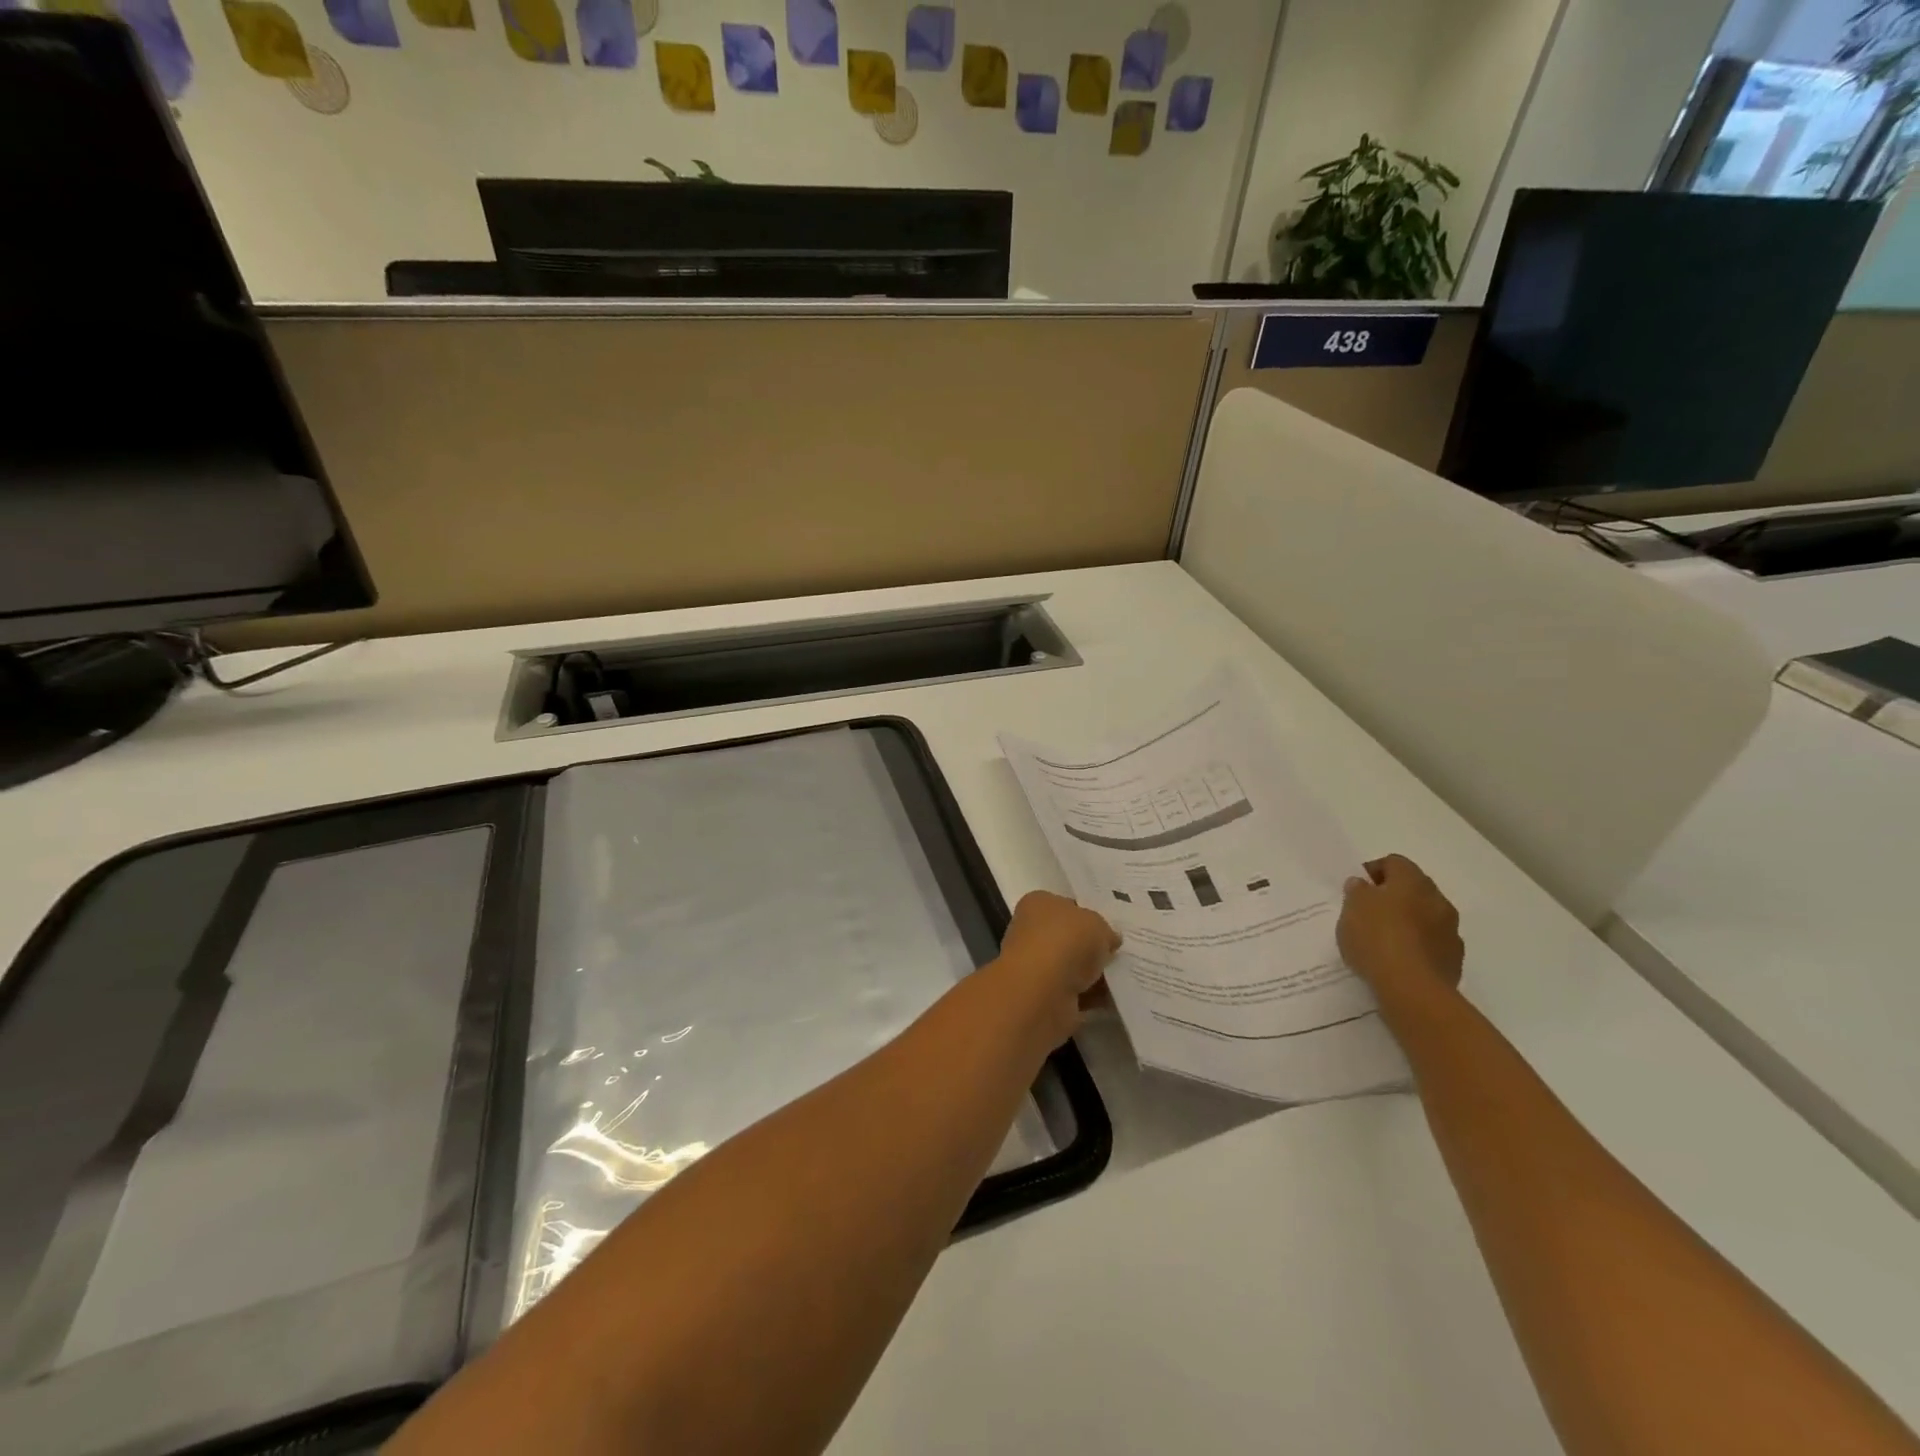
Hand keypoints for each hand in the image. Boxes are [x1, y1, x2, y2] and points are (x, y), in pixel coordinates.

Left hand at [993, 891, 1120, 1040]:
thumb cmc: (1066, 942)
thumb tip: (1109, 940)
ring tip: (1124, 976)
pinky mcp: (1045, 997)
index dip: (1089, 915)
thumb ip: (1105, 930)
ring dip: (1095, 974)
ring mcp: (1036, 967)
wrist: (1042, 992)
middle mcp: (1032, 932)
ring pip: (1073, 967)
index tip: (1112, 927)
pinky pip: (1076, 993)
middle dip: (1093, 947)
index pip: (1066, 905)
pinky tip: (1115, 998)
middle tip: (1122, 953)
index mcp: (1038, 904)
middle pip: (1070, 938)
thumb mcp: (1097, 924)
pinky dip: (1093, 996)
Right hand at [1337, 855, 1463, 1009]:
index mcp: (1413, 881)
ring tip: (1382, 940)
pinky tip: (1398, 960)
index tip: (1356, 888)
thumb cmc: (1377, 938)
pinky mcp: (1453, 960)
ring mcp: (1450, 931)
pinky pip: (1431, 944)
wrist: (1412, 989)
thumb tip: (1363, 885)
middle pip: (1413, 889)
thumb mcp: (1351, 908)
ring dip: (1408, 922)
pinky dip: (1417, 947)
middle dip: (1392, 897)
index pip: (1394, 862)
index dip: (1373, 871)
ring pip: (1425, 917)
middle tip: (1367, 912)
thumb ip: (1357, 891)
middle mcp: (1438, 900)